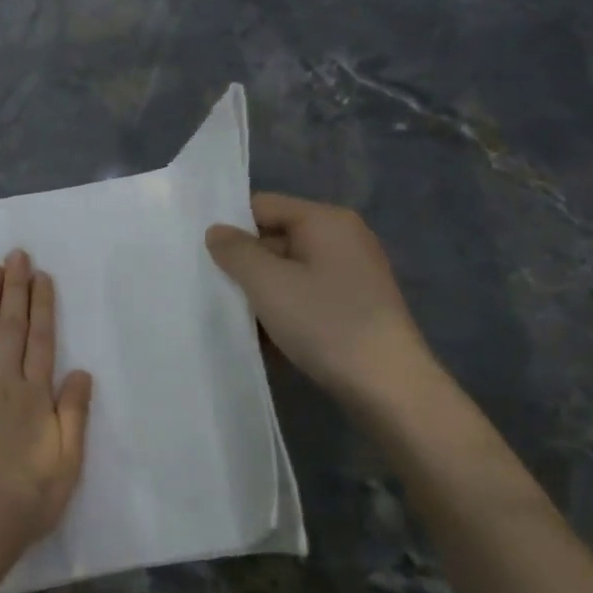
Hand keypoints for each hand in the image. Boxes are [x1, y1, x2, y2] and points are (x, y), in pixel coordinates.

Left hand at [0, 249, 93, 556]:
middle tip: (15, 255)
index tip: (40, 275)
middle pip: (10, 328)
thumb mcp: (68, 461)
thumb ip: (74, 413)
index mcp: (33, 395)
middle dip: (14, 289)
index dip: (42, 305)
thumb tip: (81, 370)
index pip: (41, 340)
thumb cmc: (28, 497)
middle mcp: (1, 383)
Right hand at [205, 193, 435, 407]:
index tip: (204, 257)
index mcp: (326, 220)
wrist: (389, 387)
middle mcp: (343, 238)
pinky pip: (307, 297)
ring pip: (289, 272)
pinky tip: (266, 338)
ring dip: (262, 293)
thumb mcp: (267, 283)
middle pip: (276, 238)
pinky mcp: (355, 307)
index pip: (263, 206)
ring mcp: (353, 274)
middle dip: (245, 264)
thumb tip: (216, 231)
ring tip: (236, 318)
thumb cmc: (325, 322)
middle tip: (213, 290)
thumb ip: (235, 251)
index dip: (231, 227)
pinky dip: (285, 311)